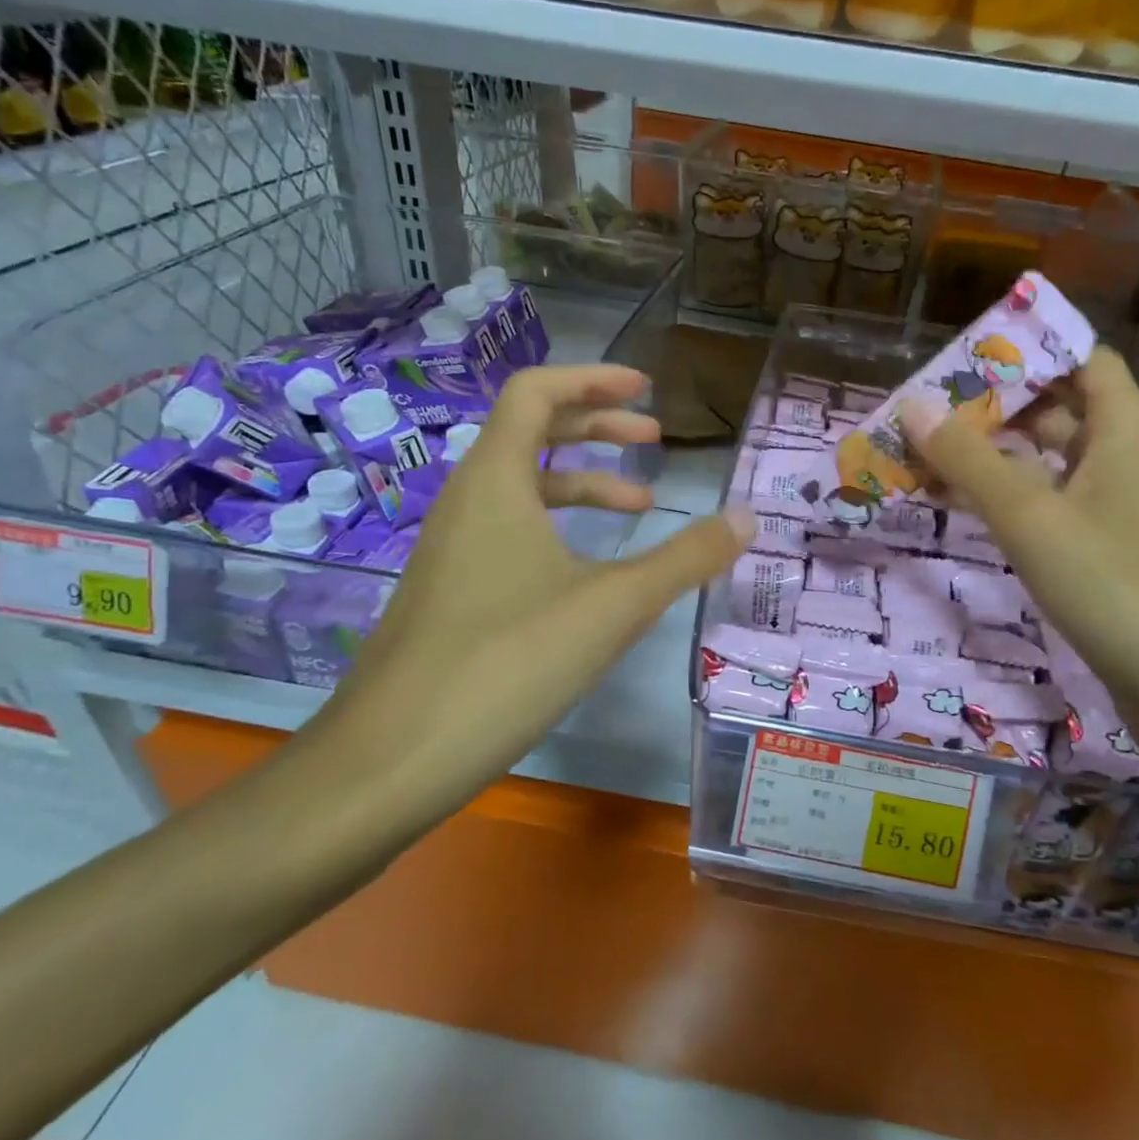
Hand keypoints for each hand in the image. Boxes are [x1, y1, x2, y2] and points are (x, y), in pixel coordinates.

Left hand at [322, 364, 750, 811]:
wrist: (390, 760)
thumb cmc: (507, 663)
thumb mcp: (614, 606)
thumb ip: (685, 558)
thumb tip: (748, 518)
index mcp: (495, 481)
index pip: (536, 392)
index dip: (593, 379)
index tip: (646, 389)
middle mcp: (466, 501)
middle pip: (530, 431)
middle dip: (597, 426)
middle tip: (653, 439)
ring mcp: (452, 549)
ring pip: (521, 487)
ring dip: (582, 482)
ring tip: (640, 508)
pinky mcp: (450, 592)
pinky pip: (509, 532)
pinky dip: (558, 529)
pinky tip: (589, 573)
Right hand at [900, 346, 1138, 713]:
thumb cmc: (1114, 584)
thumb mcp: (1030, 516)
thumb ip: (969, 460)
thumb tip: (912, 405)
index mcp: (1122, 431)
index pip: (1081, 359)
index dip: (1029, 350)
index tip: (967, 356)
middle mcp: (1121, 460)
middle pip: (1058, 409)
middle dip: (995, 404)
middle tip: (929, 407)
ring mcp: (1113, 509)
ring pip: (1046, 462)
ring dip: (992, 455)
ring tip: (927, 452)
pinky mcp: (1102, 552)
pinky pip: (1047, 506)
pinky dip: (1005, 499)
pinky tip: (960, 507)